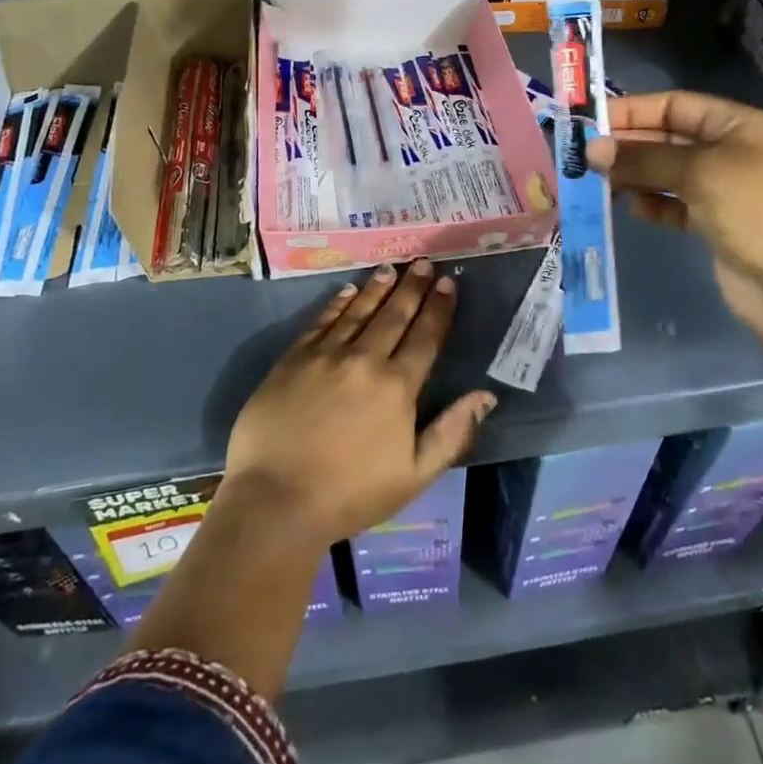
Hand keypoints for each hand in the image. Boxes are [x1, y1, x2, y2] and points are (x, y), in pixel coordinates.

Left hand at [224, 261, 496, 546]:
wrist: (276, 500)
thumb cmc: (351, 495)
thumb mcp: (414, 475)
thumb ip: (452, 432)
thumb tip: (486, 395)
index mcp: (397, 386)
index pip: (425, 337)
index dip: (439, 308)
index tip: (448, 283)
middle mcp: (364, 359)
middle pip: (394, 315)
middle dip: (412, 287)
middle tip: (423, 263)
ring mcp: (326, 355)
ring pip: (358, 311)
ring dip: (377, 288)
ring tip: (391, 268)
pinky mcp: (293, 358)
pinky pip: (322, 321)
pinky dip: (337, 304)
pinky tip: (347, 291)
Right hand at [585, 90, 762, 340]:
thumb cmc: (755, 212)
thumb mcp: (699, 174)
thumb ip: (643, 159)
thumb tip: (592, 149)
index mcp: (737, 125)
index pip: (675, 105)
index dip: (633, 110)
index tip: (591, 122)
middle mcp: (728, 151)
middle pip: (666, 138)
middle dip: (628, 145)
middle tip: (585, 155)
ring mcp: (721, 188)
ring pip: (665, 171)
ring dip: (634, 175)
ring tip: (600, 182)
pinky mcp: (711, 222)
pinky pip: (671, 203)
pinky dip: (651, 203)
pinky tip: (632, 208)